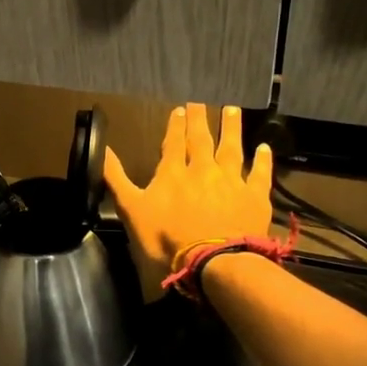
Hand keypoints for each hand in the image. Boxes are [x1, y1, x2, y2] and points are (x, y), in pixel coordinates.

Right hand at [106, 104, 274, 297]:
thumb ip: (116, 179)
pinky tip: (265, 148)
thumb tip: (102, 148)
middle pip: (201, 140)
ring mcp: (231, 182)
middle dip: (200, 120)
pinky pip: (260, 173)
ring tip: (232, 110)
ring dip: (231, 128)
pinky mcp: (254, 197)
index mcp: (172, 173)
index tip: (180, 109)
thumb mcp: (131, 210)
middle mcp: (203, 170)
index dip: (175, 125)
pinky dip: (263, 160)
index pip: (173, 143)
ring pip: (232, 148)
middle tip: (201, 103)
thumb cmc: (166, 240)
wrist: (213, 262)